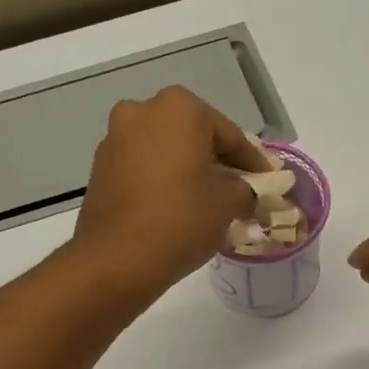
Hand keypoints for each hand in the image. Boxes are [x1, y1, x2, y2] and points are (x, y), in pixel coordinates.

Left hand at [72, 87, 271, 298]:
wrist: (117, 259)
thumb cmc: (182, 219)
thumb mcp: (229, 202)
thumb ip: (247, 188)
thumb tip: (249, 190)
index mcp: (179, 108)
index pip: (230, 135)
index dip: (253, 161)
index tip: (269, 180)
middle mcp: (142, 111)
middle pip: (194, 136)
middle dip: (217, 160)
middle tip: (239, 188)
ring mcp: (116, 138)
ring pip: (166, 150)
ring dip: (187, 169)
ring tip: (208, 200)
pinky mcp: (100, 167)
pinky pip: (143, 167)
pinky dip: (162, 179)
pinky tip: (177, 205)